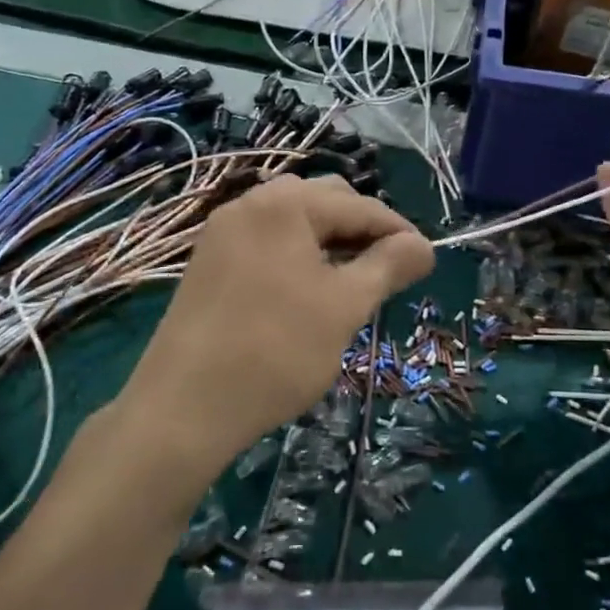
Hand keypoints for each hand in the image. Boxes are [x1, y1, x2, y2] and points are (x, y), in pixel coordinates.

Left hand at [124, 175, 433, 474]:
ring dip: (330, 241)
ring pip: (295, 221)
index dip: (399, 232)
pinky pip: (268, 240)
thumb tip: (424, 246)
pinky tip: (308, 290)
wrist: (183, 408)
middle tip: (386, 273)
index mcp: (286, 203)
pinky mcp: (209, 259)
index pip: (360, 206)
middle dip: (361, 230)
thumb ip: (389, 266)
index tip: (426, 262)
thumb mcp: (345, 306)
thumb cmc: (276, 350)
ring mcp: (224, 230)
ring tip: (350, 282)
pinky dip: (297, 253)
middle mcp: (252, 202)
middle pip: (325, 201)